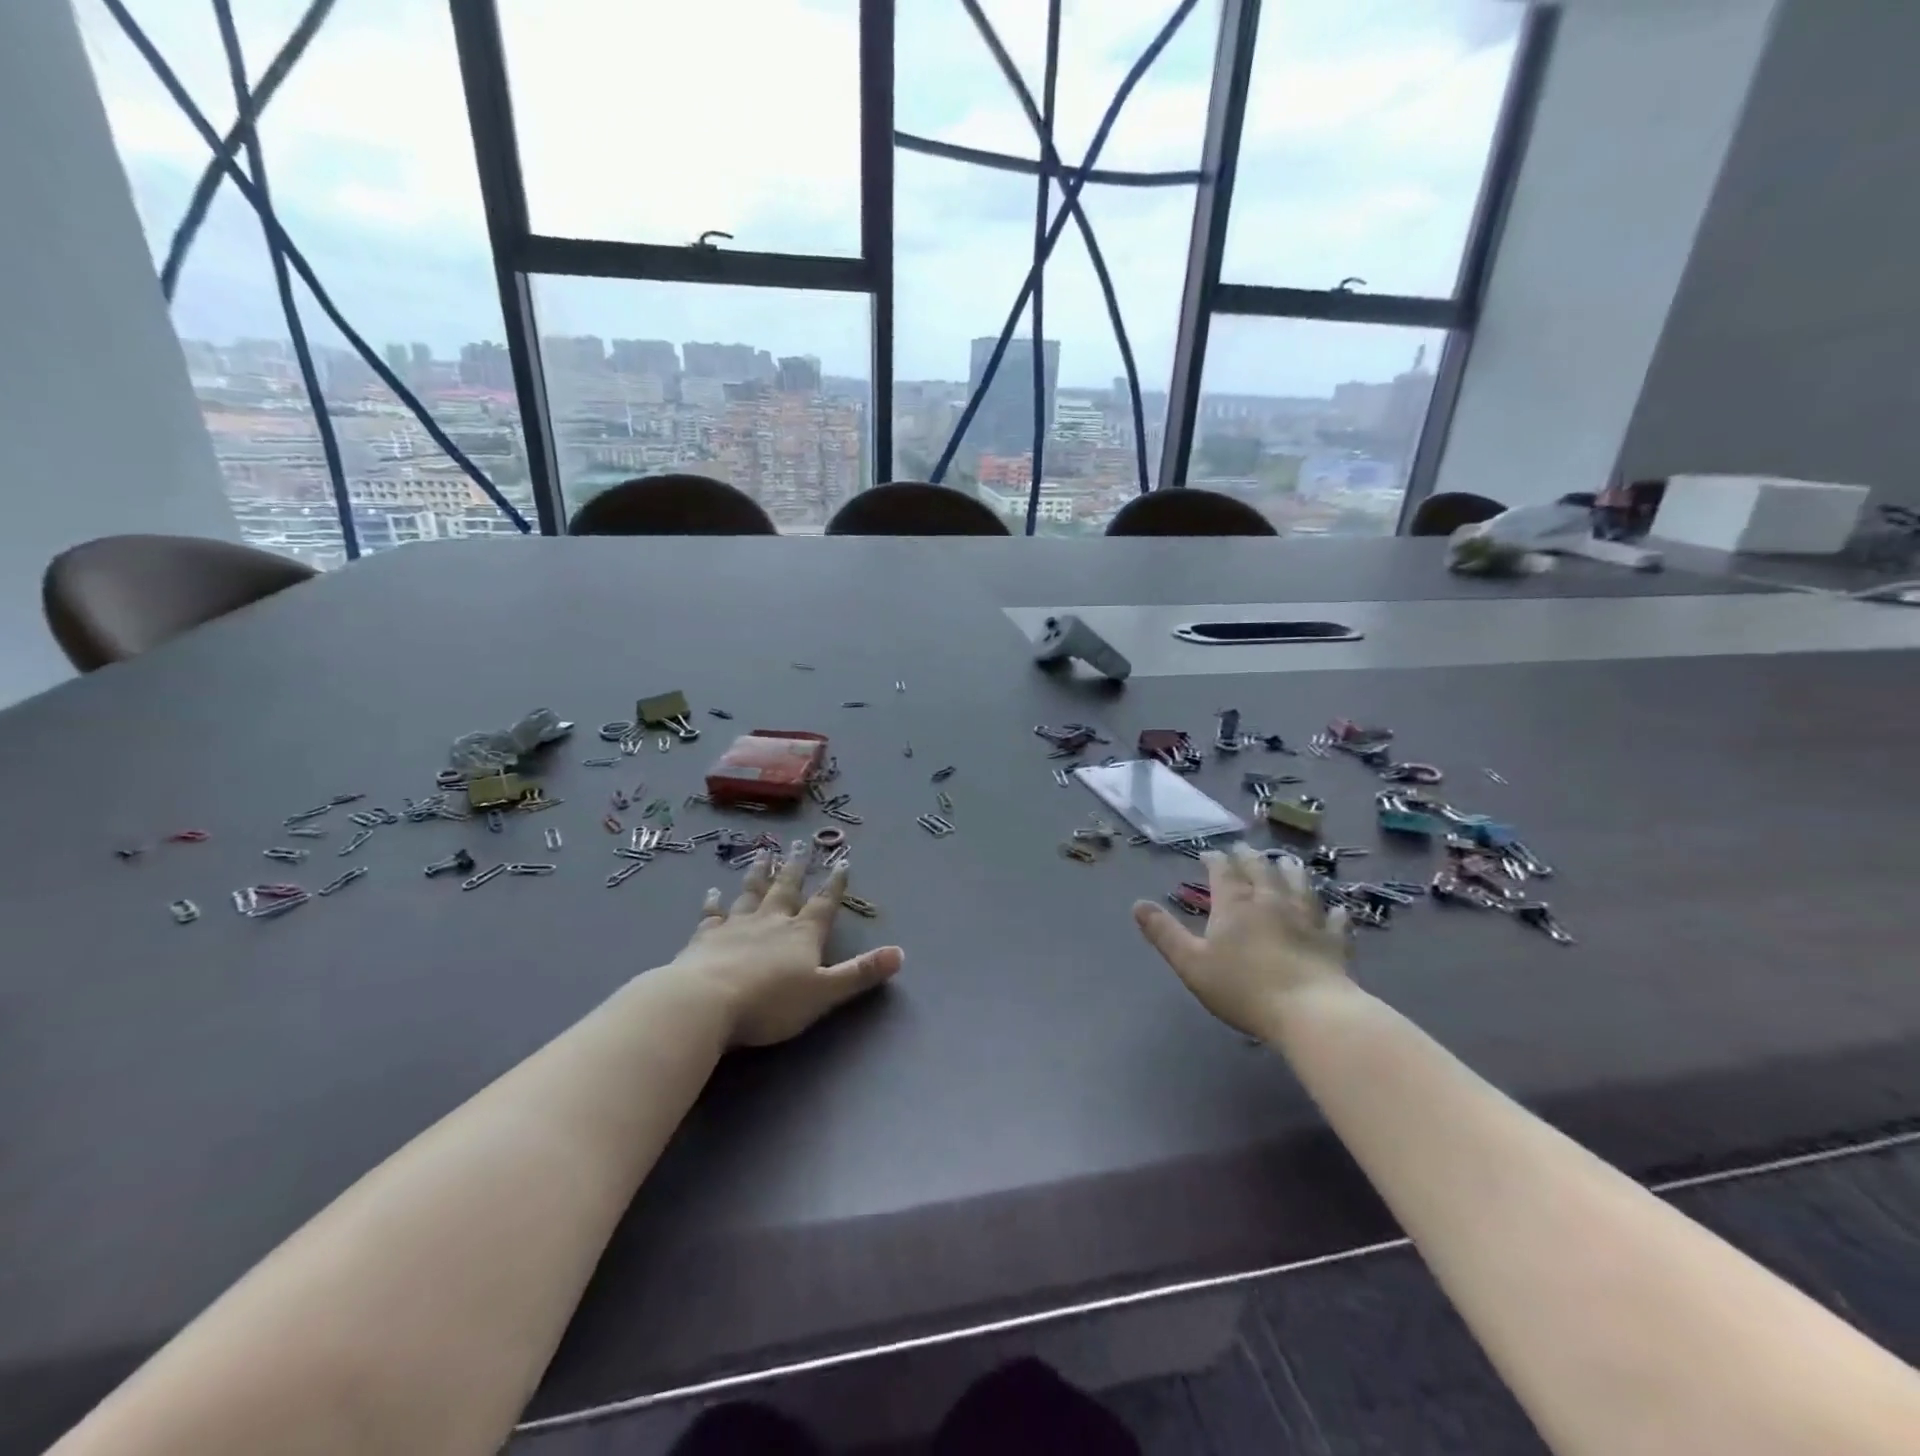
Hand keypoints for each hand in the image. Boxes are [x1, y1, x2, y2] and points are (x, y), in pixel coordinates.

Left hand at [664, 844, 903, 1046]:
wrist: (705, 1002)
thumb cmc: (770, 1002)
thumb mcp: (824, 992)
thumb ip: (860, 973)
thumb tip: (900, 953)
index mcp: (802, 934)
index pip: (824, 903)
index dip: (835, 884)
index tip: (841, 860)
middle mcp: (771, 921)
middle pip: (786, 888)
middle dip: (796, 867)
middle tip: (799, 843)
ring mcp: (735, 925)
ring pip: (751, 892)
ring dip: (759, 873)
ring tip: (764, 853)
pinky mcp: (704, 937)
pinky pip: (711, 914)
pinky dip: (713, 902)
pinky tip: (712, 892)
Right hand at [1132, 843, 1350, 1037]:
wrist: (1310, 1012)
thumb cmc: (1244, 988)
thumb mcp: (1191, 963)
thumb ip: (1164, 933)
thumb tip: (1138, 904)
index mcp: (1235, 904)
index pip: (1222, 871)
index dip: (1214, 860)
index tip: (1208, 854)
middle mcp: (1271, 901)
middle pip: (1260, 869)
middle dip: (1248, 857)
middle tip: (1243, 848)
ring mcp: (1307, 919)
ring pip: (1299, 885)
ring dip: (1290, 870)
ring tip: (1287, 861)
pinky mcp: (1333, 941)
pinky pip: (1335, 921)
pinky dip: (1334, 912)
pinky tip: (1337, 908)